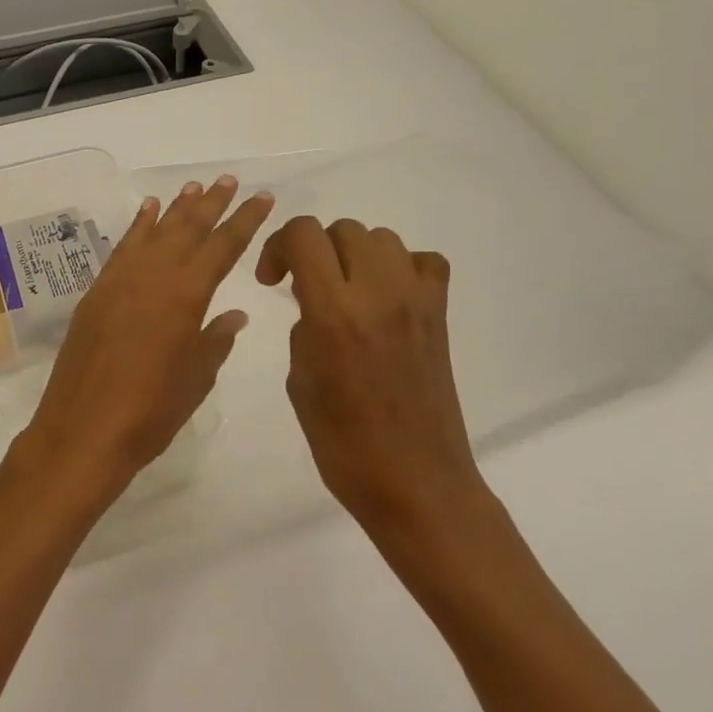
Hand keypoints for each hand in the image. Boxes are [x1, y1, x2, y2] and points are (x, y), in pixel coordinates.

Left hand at [11, 177, 274, 505]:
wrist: (84, 430)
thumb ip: (217, 339)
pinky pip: (123, 247)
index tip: (262, 197)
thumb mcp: (196, 378)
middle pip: (188, 228)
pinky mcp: (97, 291)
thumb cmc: (151, 412)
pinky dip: (138, 225)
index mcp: (186, 295)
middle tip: (228, 180)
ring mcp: (121, 280)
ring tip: (194, 187)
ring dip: (176, 208)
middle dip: (212, 203)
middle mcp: (154, 275)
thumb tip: (234, 313)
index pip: (224, 245)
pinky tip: (147, 211)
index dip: (246, 219)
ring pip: (155, 231)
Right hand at [256, 217, 479, 541]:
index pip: (304, 234)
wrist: (414, 482)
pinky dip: (402, 267)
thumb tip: (314, 302)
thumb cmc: (343, 444)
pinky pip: (424, 262)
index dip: (278, 245)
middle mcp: (378, 293)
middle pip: (343, 229)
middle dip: (315, 249)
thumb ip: (304, 326)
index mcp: (333, 312)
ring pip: (382, 238)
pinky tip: (387, 297)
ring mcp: (416, 300)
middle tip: (304, 286)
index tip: (272, 280)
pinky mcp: (440, 314)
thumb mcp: (301, 381)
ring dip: (355, 254)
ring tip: (346, 290)